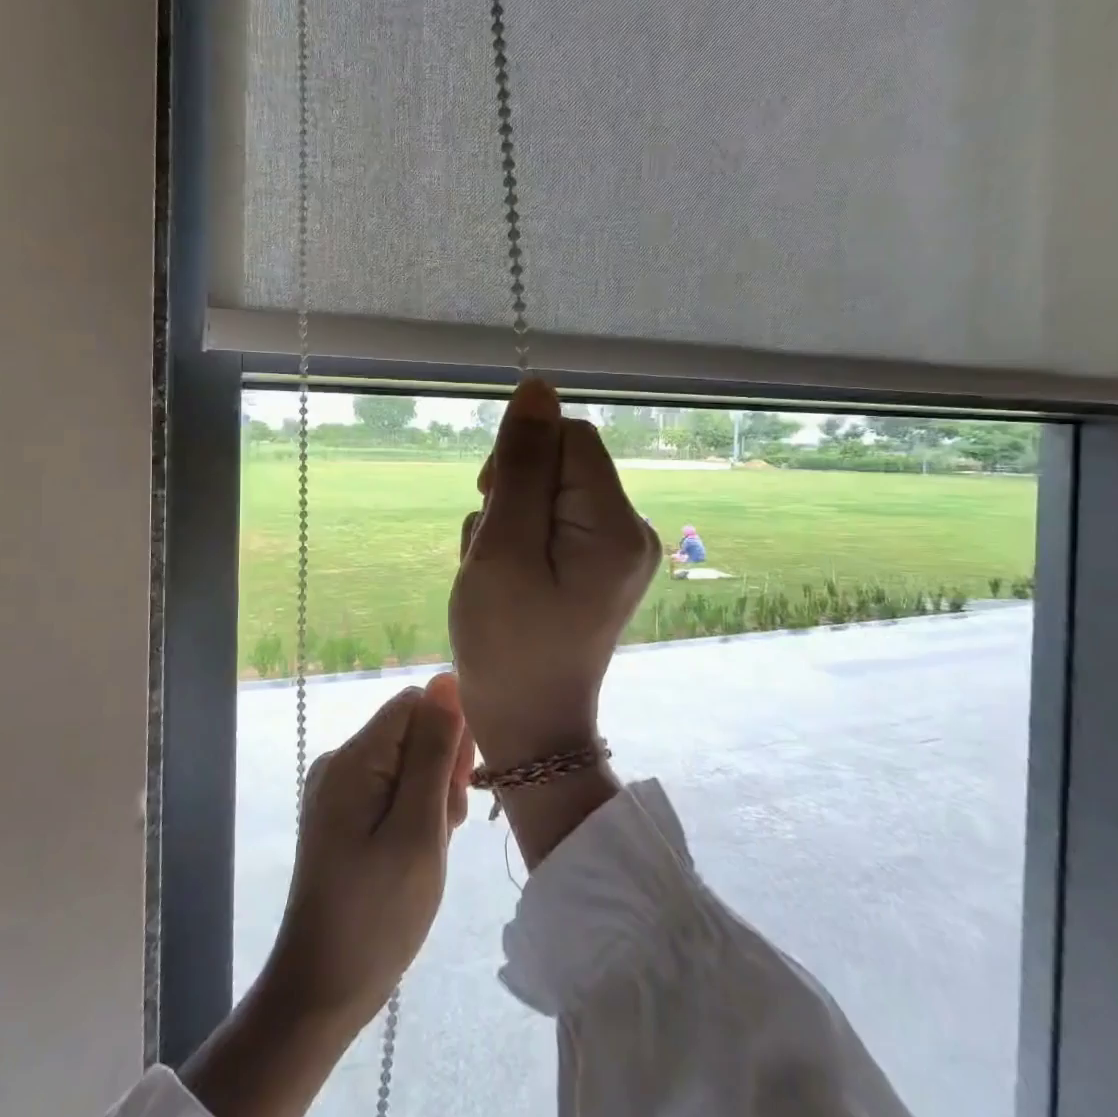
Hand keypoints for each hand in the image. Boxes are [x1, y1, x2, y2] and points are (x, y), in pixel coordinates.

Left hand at [263, 675, 474, 1029]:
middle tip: (445, 828)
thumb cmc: (378, 915)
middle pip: (411, 731)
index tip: (458, 789)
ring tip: (431, 848)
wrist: (321, 991)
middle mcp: (341, 761)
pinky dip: (413, 812)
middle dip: (441, 769)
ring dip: (431, 796)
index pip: (416, 704)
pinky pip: (390, 789)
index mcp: (354, 758)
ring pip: (407, 763)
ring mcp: (338, 789)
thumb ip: (435, 752)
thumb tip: (447, 680)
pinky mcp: (341, 815)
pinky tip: (416, 851)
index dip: (449, 734)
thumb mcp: (419, 830)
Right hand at [449, 379, 661, 771]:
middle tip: (490, 551)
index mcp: (614, 523)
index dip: (521, 455)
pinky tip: (506, 582)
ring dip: (508, 522)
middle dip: (511, 495)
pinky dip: (520, 542)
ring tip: (494, 574)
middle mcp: (628, 529)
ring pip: (548, 495)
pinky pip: (553, 525)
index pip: (571, 438)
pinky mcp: (597, 568)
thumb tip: (537, 389)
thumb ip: (520, 466)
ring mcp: (615, 551)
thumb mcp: (503, 548)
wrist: (530, 728)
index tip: (489, 500)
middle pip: (560, 464)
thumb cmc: (508, 643)